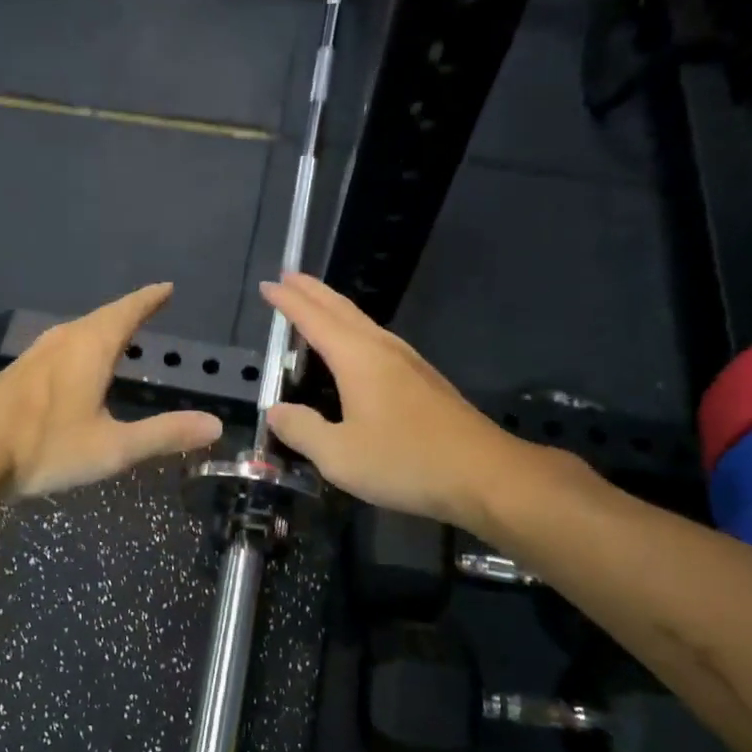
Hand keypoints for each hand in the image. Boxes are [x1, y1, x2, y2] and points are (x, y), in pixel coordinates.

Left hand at [0, 283, 223, 498]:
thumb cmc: (45, 447)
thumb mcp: (113, 448)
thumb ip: (164, 434)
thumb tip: (215, 424)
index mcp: (90, 347)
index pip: (128, 311)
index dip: (149, 299)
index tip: (167, 288)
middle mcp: (63, 340)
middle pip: (103, 317)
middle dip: (129, 312)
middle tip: (150, 310)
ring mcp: (37, 354)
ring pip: (79, 331)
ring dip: (104, 329)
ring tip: (121, 335)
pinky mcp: (19, 372)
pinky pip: (63, 346)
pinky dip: (83, 346)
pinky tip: (80, 366)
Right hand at [260, 273, 561, 528]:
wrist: (484, 474)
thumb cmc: (406, 461)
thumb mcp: (340, 456)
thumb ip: (302, 431)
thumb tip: (276, 411)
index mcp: (357, 358)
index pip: (313, 320)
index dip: (288, 302)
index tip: (267, 285)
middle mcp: (382, 349)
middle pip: (341, 309)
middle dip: (312, 292)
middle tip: (289, 277)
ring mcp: (408, 362)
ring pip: (363, 322)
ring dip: (334, 308)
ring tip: (315, 304)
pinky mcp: (424, 380)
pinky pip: (377, 340)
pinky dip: (353, 330)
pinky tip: (355, 347)